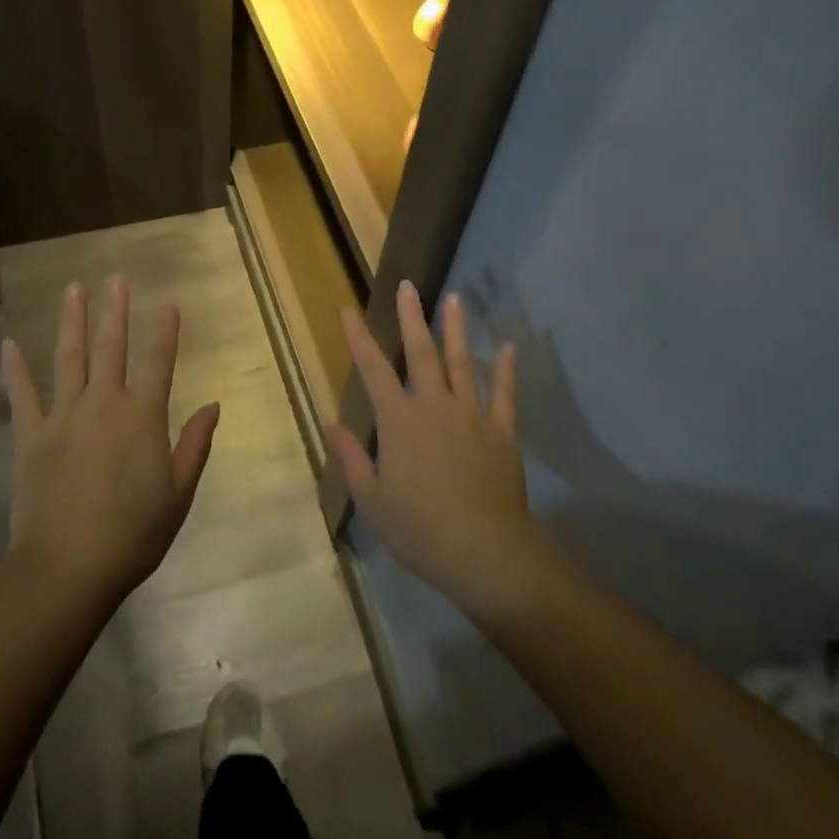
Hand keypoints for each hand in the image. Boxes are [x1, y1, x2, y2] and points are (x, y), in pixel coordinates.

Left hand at [3, 277, 220, 609]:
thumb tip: (212, 406)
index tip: (168, 303)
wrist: (67, 569)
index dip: (164, 330)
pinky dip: (17, 368)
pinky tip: (11, 343)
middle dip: (115, 311)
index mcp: (142, 417)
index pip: (158, 361)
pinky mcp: (31, 436)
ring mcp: (63, 416)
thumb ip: (194, 445)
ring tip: (73, 289)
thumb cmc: (133, 535)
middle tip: (115, 279)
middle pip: (111, 348)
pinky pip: (24, 395)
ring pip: (69, 358)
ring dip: (72, 322)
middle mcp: (104, 404)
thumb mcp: (178, 494)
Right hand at [328, 284, 551, 619]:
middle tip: (407, 286)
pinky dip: (505, 370)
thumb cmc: (420, 529)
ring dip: (456, 330)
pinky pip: (504, 394)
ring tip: (454, 299)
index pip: (373, 370)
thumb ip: (351, 458)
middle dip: (411, 318)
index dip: (359, 338)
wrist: (485, 552)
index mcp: (399, 421)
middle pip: (421, 353)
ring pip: (462, 363)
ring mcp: (472, 415)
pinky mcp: (502, 432)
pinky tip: (508, 348)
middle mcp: (434, 406)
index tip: (348, 310)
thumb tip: (331, 423)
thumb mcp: (372, 500)